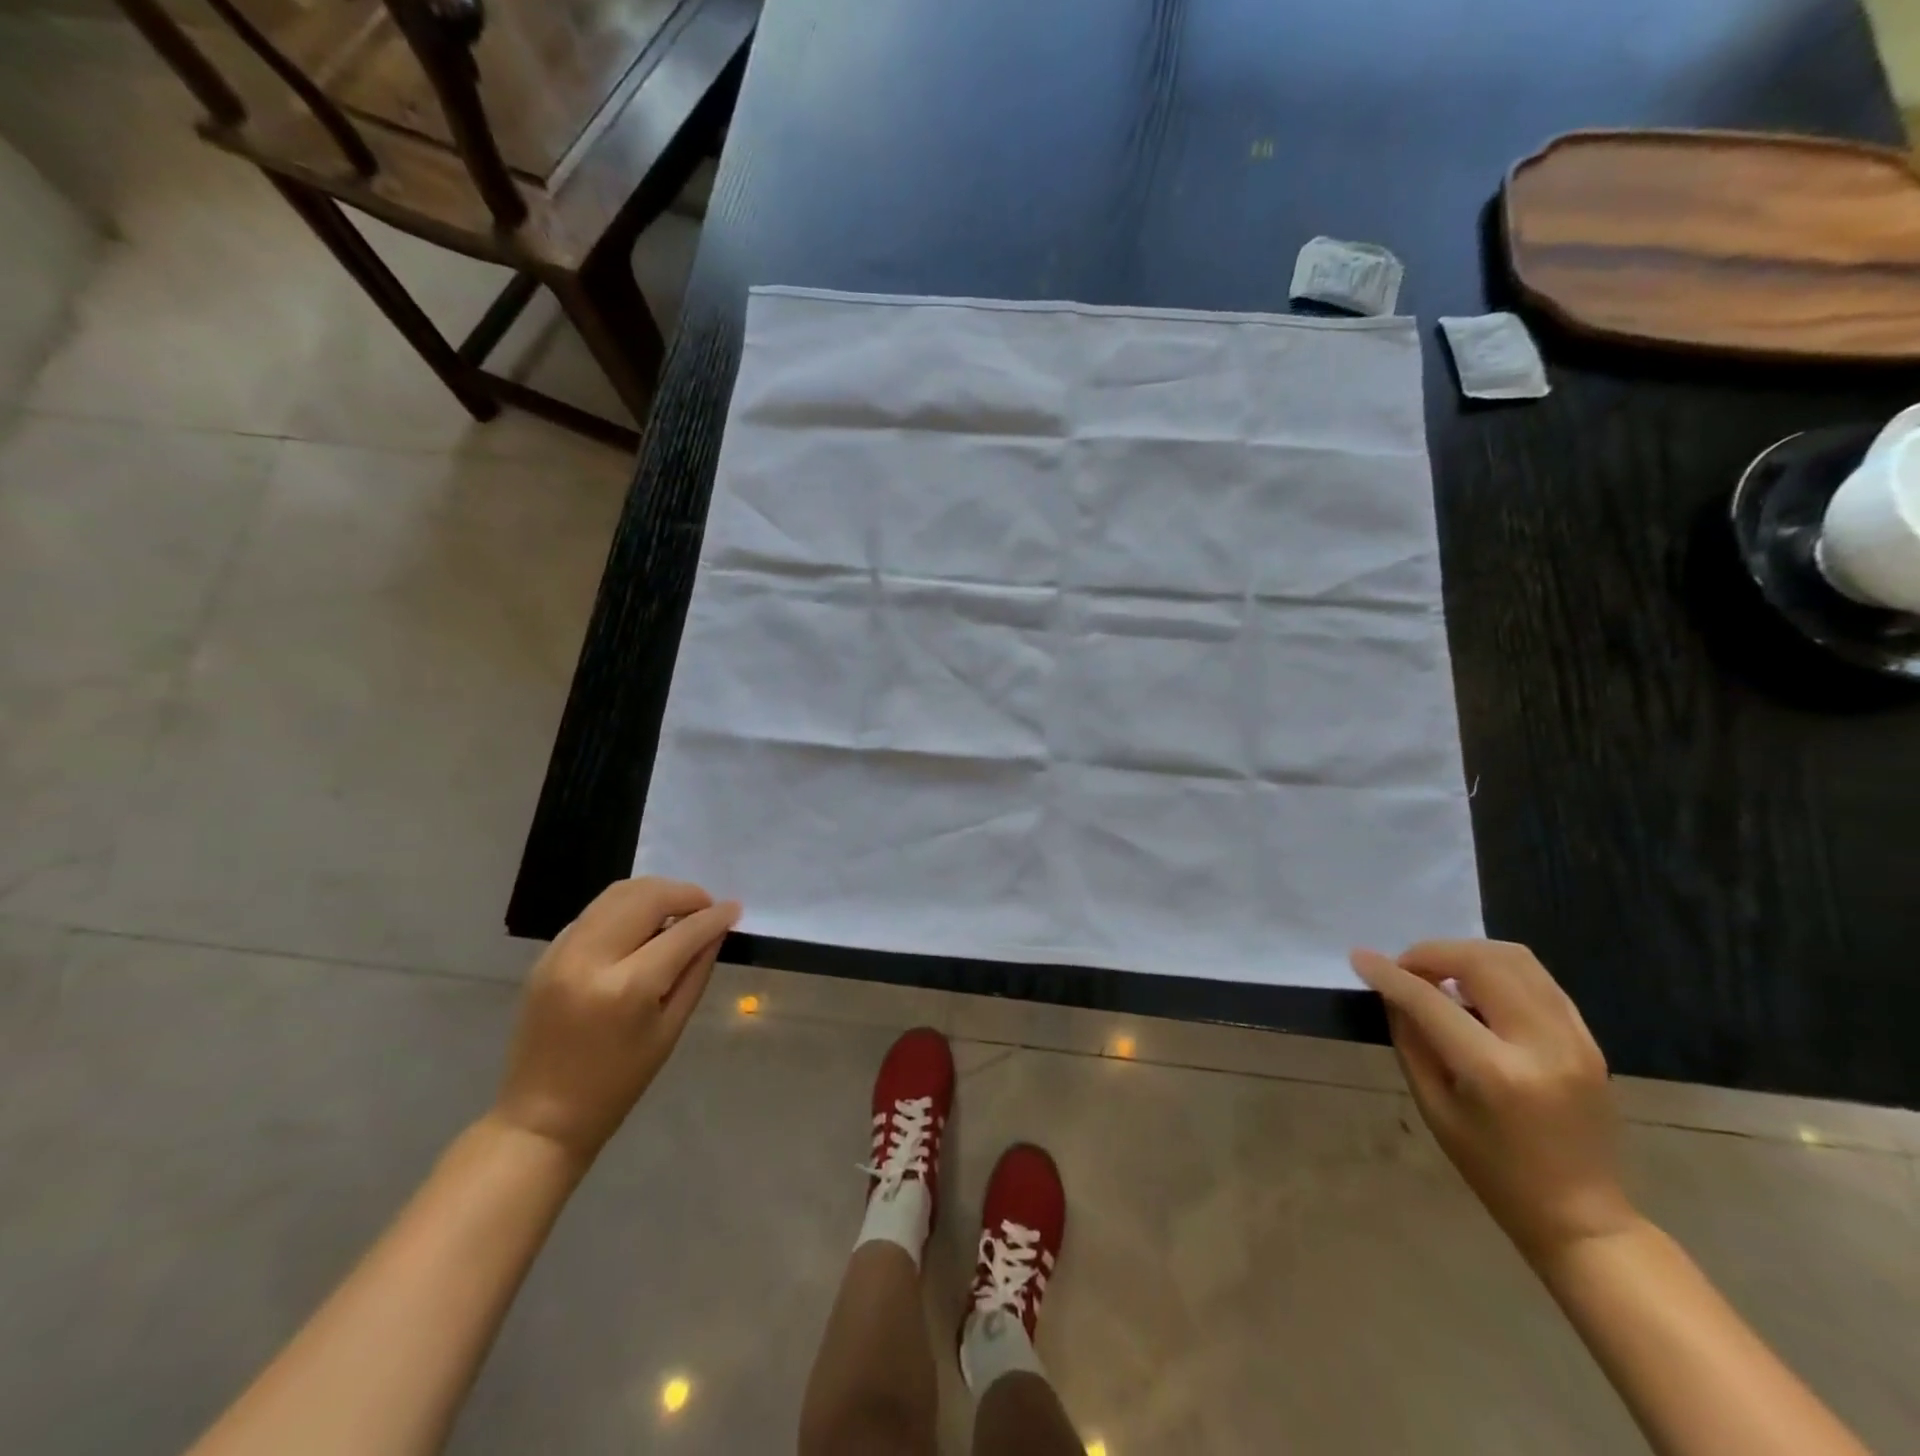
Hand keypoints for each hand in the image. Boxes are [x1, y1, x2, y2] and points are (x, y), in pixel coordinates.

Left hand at [492, 878, 740, 1164]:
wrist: (541, 1116)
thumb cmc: (618, 1083)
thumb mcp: (670, 1030)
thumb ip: (696, 972)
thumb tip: (716, 930)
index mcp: (627, 988)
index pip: (682, 932)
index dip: (714, 916)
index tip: (734, 909)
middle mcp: (591, 959)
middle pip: (646, 897)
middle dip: (685, 893)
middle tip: (706, 906)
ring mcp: (562, 953)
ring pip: (617, 894)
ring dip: (655, 892)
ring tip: (677, 909)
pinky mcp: (546, 955)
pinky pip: (594, 912)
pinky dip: (625, 907)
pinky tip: (641, 925)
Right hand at [1351, 939, 1636, 1267]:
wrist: (1582, 1215)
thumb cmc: (1493, 1169)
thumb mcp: (1434, 1107)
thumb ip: (1412, 1040)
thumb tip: (1394, 991)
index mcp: (1496, 1072)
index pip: (1432, 1001)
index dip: (1390, 974)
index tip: (1360, 958)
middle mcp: (1542, 1045)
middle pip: (1482, 962)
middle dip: (1432, 953)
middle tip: (1406, 969)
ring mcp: (1574, 1039)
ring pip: (1515, 959)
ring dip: (1466, 954)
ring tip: (1440, 974)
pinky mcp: (1588, 1039)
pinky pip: (1537, 979)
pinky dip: (1497, 969)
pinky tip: (1475, 989)